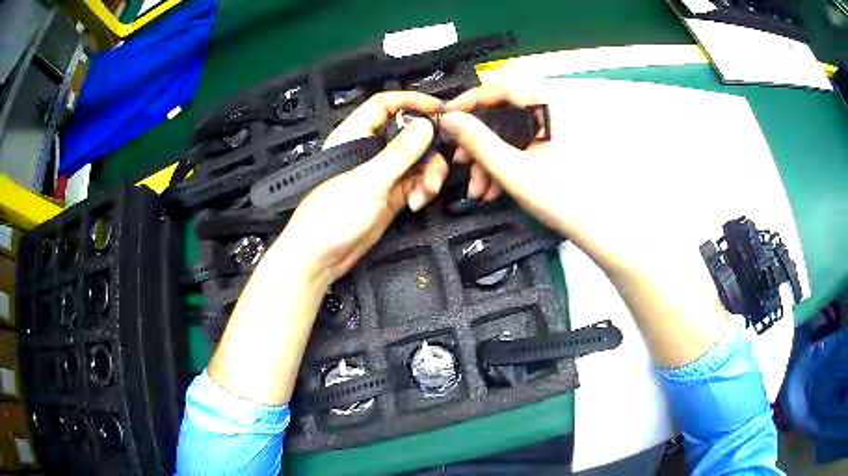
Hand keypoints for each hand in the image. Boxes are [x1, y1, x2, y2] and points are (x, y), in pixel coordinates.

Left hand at [271, 91, 448, 281]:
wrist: (319, 259)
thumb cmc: (334, 214)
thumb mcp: (369, 180)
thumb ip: (400, 152)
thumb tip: (428, 123)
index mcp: (354, 135)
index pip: (384, 105)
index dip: (412, 102)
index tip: (440, 110)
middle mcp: (370, 150)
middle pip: (409, 133)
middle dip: (429, 147)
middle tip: (446, 159)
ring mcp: (382, 174)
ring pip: (417, 160)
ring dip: (428, 174)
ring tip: (426, 193)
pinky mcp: (391, 196)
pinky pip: (415, 183)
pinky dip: (421, 191)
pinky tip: (416, 204)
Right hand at [442, 83, 571, 234]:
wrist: (596, 226)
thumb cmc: (558, 196)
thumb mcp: (511, 169)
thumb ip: (478, 141)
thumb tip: (448, 119)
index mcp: (546, 106)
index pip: (500, 87)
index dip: (469, 100)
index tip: (447, 119)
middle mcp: (550, 110)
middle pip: (502, 111)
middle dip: (477, 139)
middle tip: (460, 162)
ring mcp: (552, 128)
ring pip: (509, 131)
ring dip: (488, 157)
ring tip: (478, 189)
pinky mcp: (552, 144)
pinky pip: (521, 144)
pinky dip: (504, 162)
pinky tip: (493, 188)